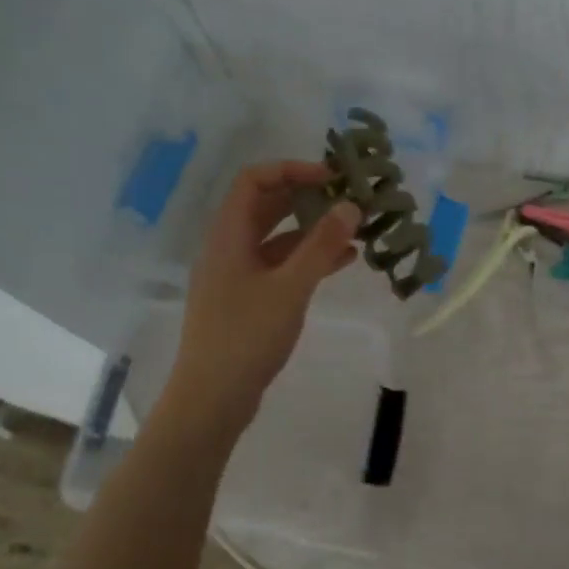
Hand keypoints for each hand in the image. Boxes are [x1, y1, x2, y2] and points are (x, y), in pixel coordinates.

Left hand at [162, 160, 359, 434]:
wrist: (212, 398)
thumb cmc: (247, 336)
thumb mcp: (290, 287)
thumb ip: (321, 245)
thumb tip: (351, 206)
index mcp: (228, 235)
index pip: (254, 181)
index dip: (293, 170)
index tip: (333, 178)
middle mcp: (229, 248)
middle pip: (266, 206)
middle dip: (308, 198)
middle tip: (349, 199)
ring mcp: (237, 275)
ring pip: (277, 238)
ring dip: (313, 229)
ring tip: (355, 229)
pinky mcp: (248, 300)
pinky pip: (281, 266)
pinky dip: (309, 259)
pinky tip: (343, 262)